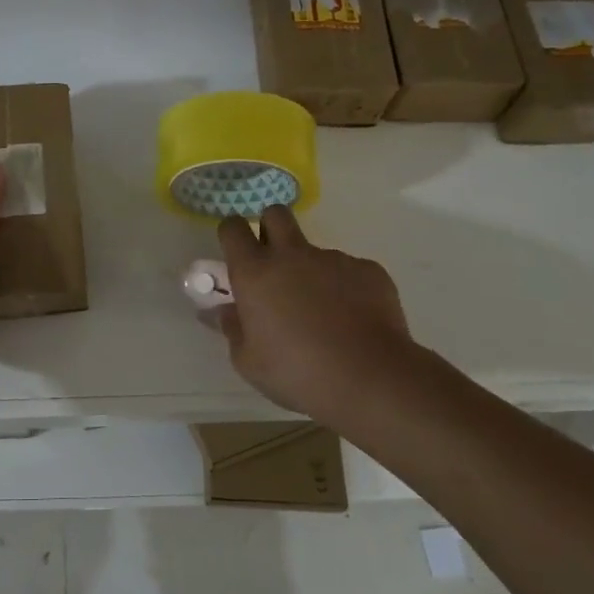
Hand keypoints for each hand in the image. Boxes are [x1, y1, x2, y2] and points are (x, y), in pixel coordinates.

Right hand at [214, 205, 419, 424]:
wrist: (370, 379)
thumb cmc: (297, 373)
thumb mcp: (249, 361)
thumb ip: (232, 329)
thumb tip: (223, 311)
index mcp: (254, 272)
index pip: (233, 228)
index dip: (232, 235)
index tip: (236, 254)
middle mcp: (291, 255)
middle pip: (275, 214)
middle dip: (271, 228)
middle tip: (274, 262)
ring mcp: (333, 259)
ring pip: (315, 250)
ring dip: (312, 270)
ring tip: (324, 312)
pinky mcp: (369, 270)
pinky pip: (350, 271)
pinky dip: (346, 289)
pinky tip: (354, 321)